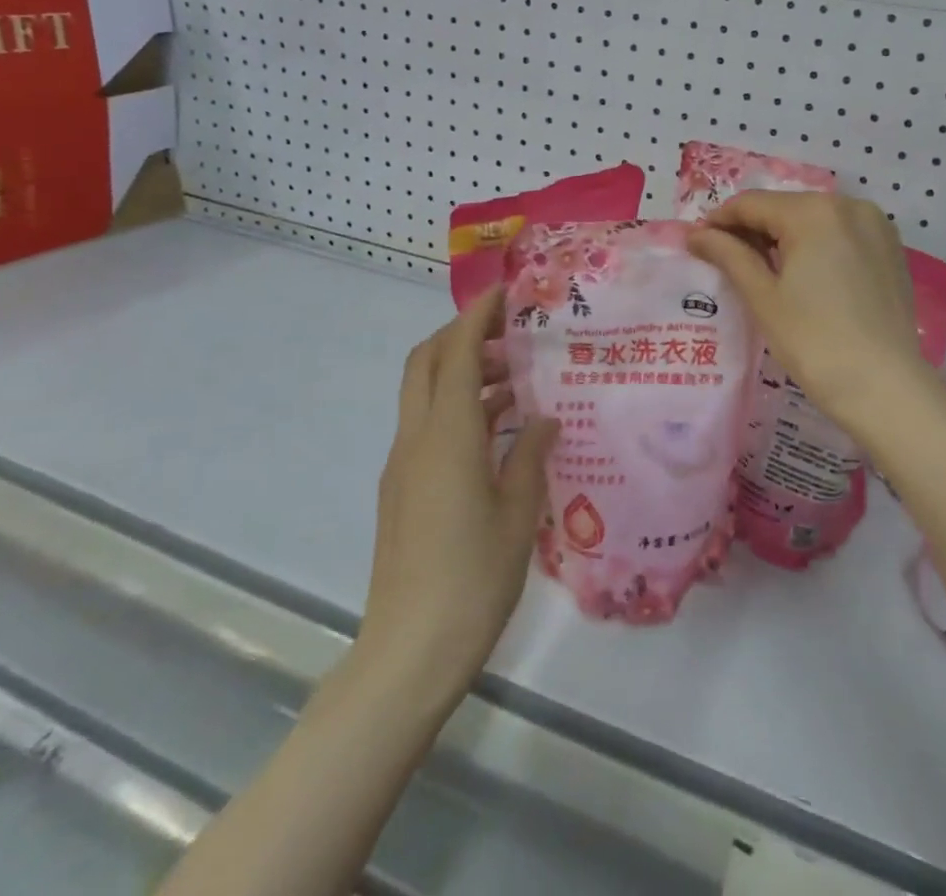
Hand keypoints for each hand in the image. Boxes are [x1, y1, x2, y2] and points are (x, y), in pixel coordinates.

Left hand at [354, 286, 558, 701]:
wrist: (408, 652)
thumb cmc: (473, 578)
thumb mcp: (519, 513)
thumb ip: (530, 455)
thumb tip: (545, 418)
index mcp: (447, 435)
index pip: (456, 352)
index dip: (477, 315)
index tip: (504, 292)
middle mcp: (416, 438)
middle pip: (425, 361)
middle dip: (460, 333)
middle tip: (509, 333)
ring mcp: (403, 464)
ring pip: (423, 392)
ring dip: (459, 371)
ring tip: (513, 380)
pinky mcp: (400, 489)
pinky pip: (426, 425)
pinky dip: (455, 406)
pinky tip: (496, 430)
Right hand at [688, 190, 933, 435]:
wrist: (885, 387)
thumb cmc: (814, 342)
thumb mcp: (763, 297)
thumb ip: (729, 255)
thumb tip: (696, 234)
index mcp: (814, 212)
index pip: (753, 204)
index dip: (720, 220)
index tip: (697, 241)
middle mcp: (848, 205)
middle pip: (785, 207)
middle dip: (752, 228)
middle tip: (725, 258)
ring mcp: (875, 225)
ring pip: (814, 219)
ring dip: (784, 236)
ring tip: (761, 269)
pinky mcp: (890, 248)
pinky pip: (841, 233)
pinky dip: (816, 245)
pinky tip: (803, 274)